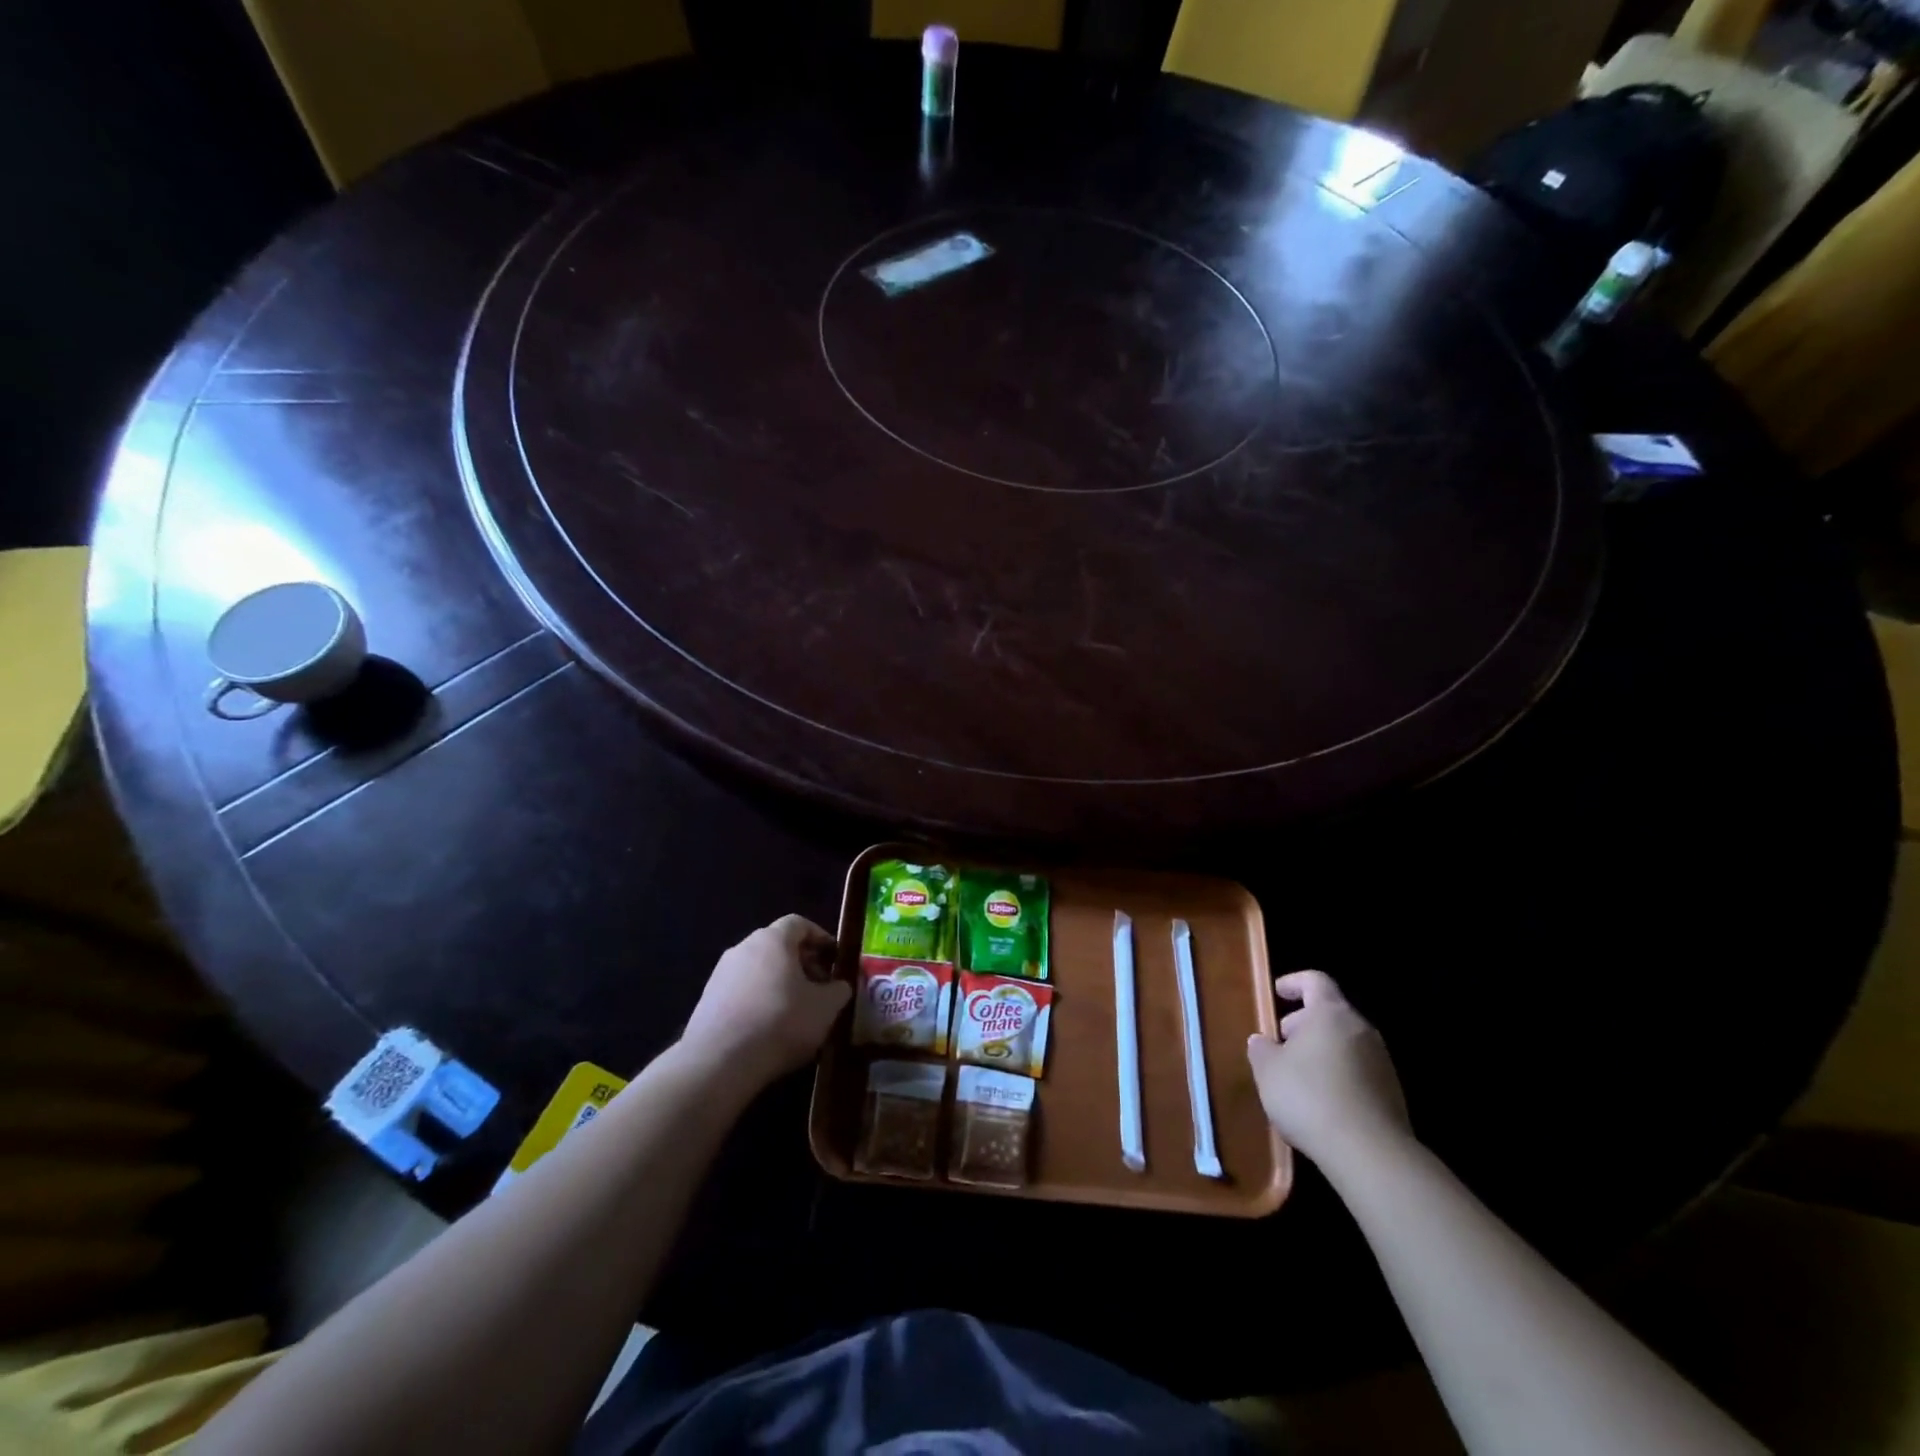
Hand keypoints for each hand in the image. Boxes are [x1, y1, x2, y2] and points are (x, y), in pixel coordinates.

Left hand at [680, 915, 849, 1089]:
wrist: (720, 1062)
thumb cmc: (781, 1022)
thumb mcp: (825, 1008)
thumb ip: (839, 990)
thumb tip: (839, 986)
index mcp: (772, 940)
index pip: (799, 924)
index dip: (820, 938)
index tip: (834, 959)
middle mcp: (743, 947)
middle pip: (778, 946)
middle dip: (802, 963)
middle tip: (819, 987)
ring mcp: (720, 973)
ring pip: (758, 969)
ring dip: (779, 982)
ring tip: (796, 1010)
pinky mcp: (707, 1000)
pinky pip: (741, 990)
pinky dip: (759, 1000)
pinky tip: (768, 1027)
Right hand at [1246, 970, 1410, 1167]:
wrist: (1371, 1154)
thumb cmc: (1310, 1097)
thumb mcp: (1268, 1071)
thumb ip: (1261, 1049)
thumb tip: (1262, 1041)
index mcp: (1331, 1013)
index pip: (1315, 980)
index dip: (1293, 983)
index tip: (1276, 994)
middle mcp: (1361, 1030)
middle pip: (1330, 1013)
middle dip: (1303, 1024)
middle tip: (1280, 1044)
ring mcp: (1382, 1062)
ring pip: (1344, 1043)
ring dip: (1320, 1052)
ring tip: (1297, 1078)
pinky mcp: (1392, 1093)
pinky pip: (1358, 1071)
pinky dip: (1338, 1076)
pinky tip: (1321, 1104)